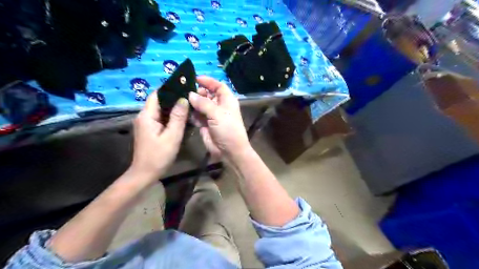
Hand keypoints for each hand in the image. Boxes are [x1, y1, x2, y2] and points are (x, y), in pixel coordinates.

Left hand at [129, 91, 188, 182]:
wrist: (145, 173)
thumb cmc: (159, 156)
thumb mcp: (172, 136)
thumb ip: (178, 117)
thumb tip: (184, 99)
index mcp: (147, 115)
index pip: (156, 94)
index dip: (169, 89)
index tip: (184, 87)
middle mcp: (144, 116)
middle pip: (158, 101)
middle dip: (173, 98)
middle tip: (190, 97)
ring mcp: (146, 123)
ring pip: (160, 109)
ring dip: (173, 107)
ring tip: (188, 105)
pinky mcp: (149, 129)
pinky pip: (160, 117)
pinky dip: (170, 116)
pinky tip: (181, 118)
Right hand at [189, 76, 251, 159]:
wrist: (229, 151)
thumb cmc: (228, 129)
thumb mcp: (217, 113)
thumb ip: (203, 103)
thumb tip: (190, 94)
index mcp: (227, 100)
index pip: (218, 86)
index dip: (208, 81)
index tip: (195, 78)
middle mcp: (219, 106)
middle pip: (207, 94)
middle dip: (197, 92)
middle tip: (183, 89)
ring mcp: (211, 115)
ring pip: (200, 105)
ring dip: (192, 102)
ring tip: (179, 98)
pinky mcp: (204, 124)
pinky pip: (196, 115)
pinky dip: (190, 113)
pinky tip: (182, 110)